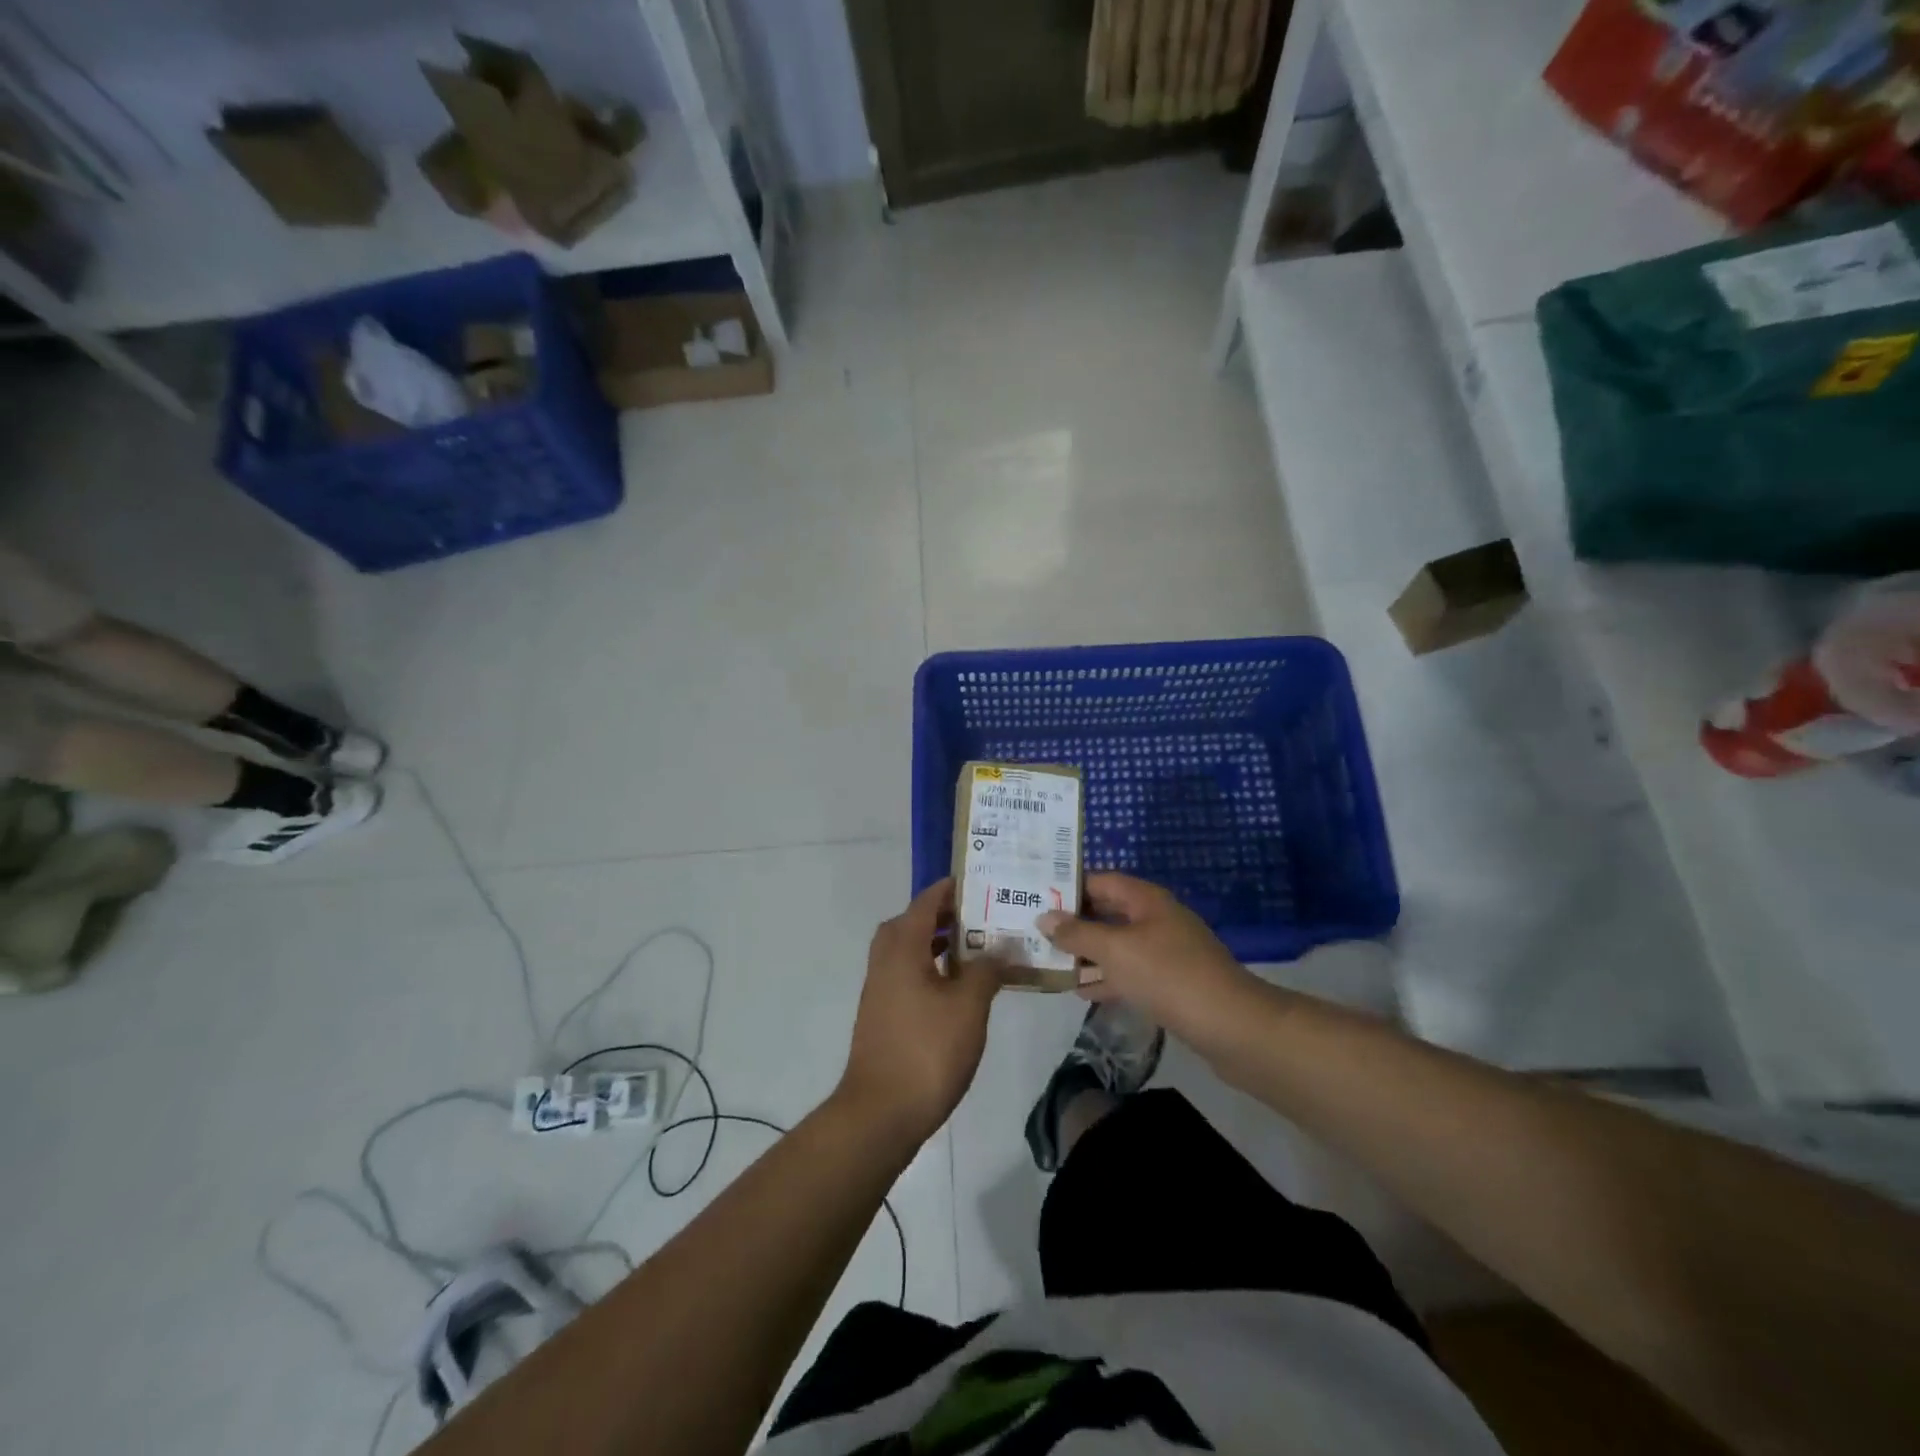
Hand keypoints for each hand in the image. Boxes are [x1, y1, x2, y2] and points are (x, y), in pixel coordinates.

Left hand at [835, 878, 998, 1147]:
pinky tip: (960, 987)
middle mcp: (885, 960)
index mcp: (902, 947)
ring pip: (910, 950)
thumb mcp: (969, 1006)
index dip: (952, 889)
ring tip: (978, 948)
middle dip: (946, 915)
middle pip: (914, 922)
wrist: (881, 1112)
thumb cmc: (927, 1050)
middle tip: (982, 915)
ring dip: (939, 943)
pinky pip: (908, 973)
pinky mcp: (883, 1013)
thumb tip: (1002, 946)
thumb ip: (987, 970)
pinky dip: (932, 968)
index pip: (926, 902)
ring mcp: (881, 988)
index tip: (981, 881)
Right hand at [1037, 873, 1263, 1052]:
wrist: (1231, 1026)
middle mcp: (1156, 919)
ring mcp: (1166, 952)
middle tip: (1036, 930)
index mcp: (1146, 900)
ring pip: (1117, 945)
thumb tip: (1044, 916)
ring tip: (1050, 961)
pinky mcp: (1171, 983)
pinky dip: (1107, 978)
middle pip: (1108, 913)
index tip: (1036, 897)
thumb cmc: (1168, 976)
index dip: (1070, 887)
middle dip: (1074, 922)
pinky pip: (1130, 973)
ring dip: (1087, 953)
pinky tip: (1082, 991)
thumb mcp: (1115, 951)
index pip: (1101, 881)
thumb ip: (1077, 933)